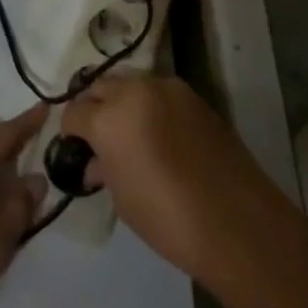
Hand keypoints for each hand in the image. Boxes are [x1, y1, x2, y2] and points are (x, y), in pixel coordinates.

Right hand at [62, 76, 307, 307]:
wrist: (237, 223)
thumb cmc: (168, 220)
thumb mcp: (123, 198)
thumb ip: (104, 168)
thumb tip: (97, 161)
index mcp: (109, 117)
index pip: (74, 113)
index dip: (70, 132)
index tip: (75, 149)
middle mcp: (136, 91)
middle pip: (100, 87)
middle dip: (94, 108)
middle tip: (99, 139)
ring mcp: (169, 89)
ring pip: (131, 84)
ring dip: (123, 103)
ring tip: (130, 135)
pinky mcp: (195, 96)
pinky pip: (160, 93)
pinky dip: (151, 107)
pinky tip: (160, 135)